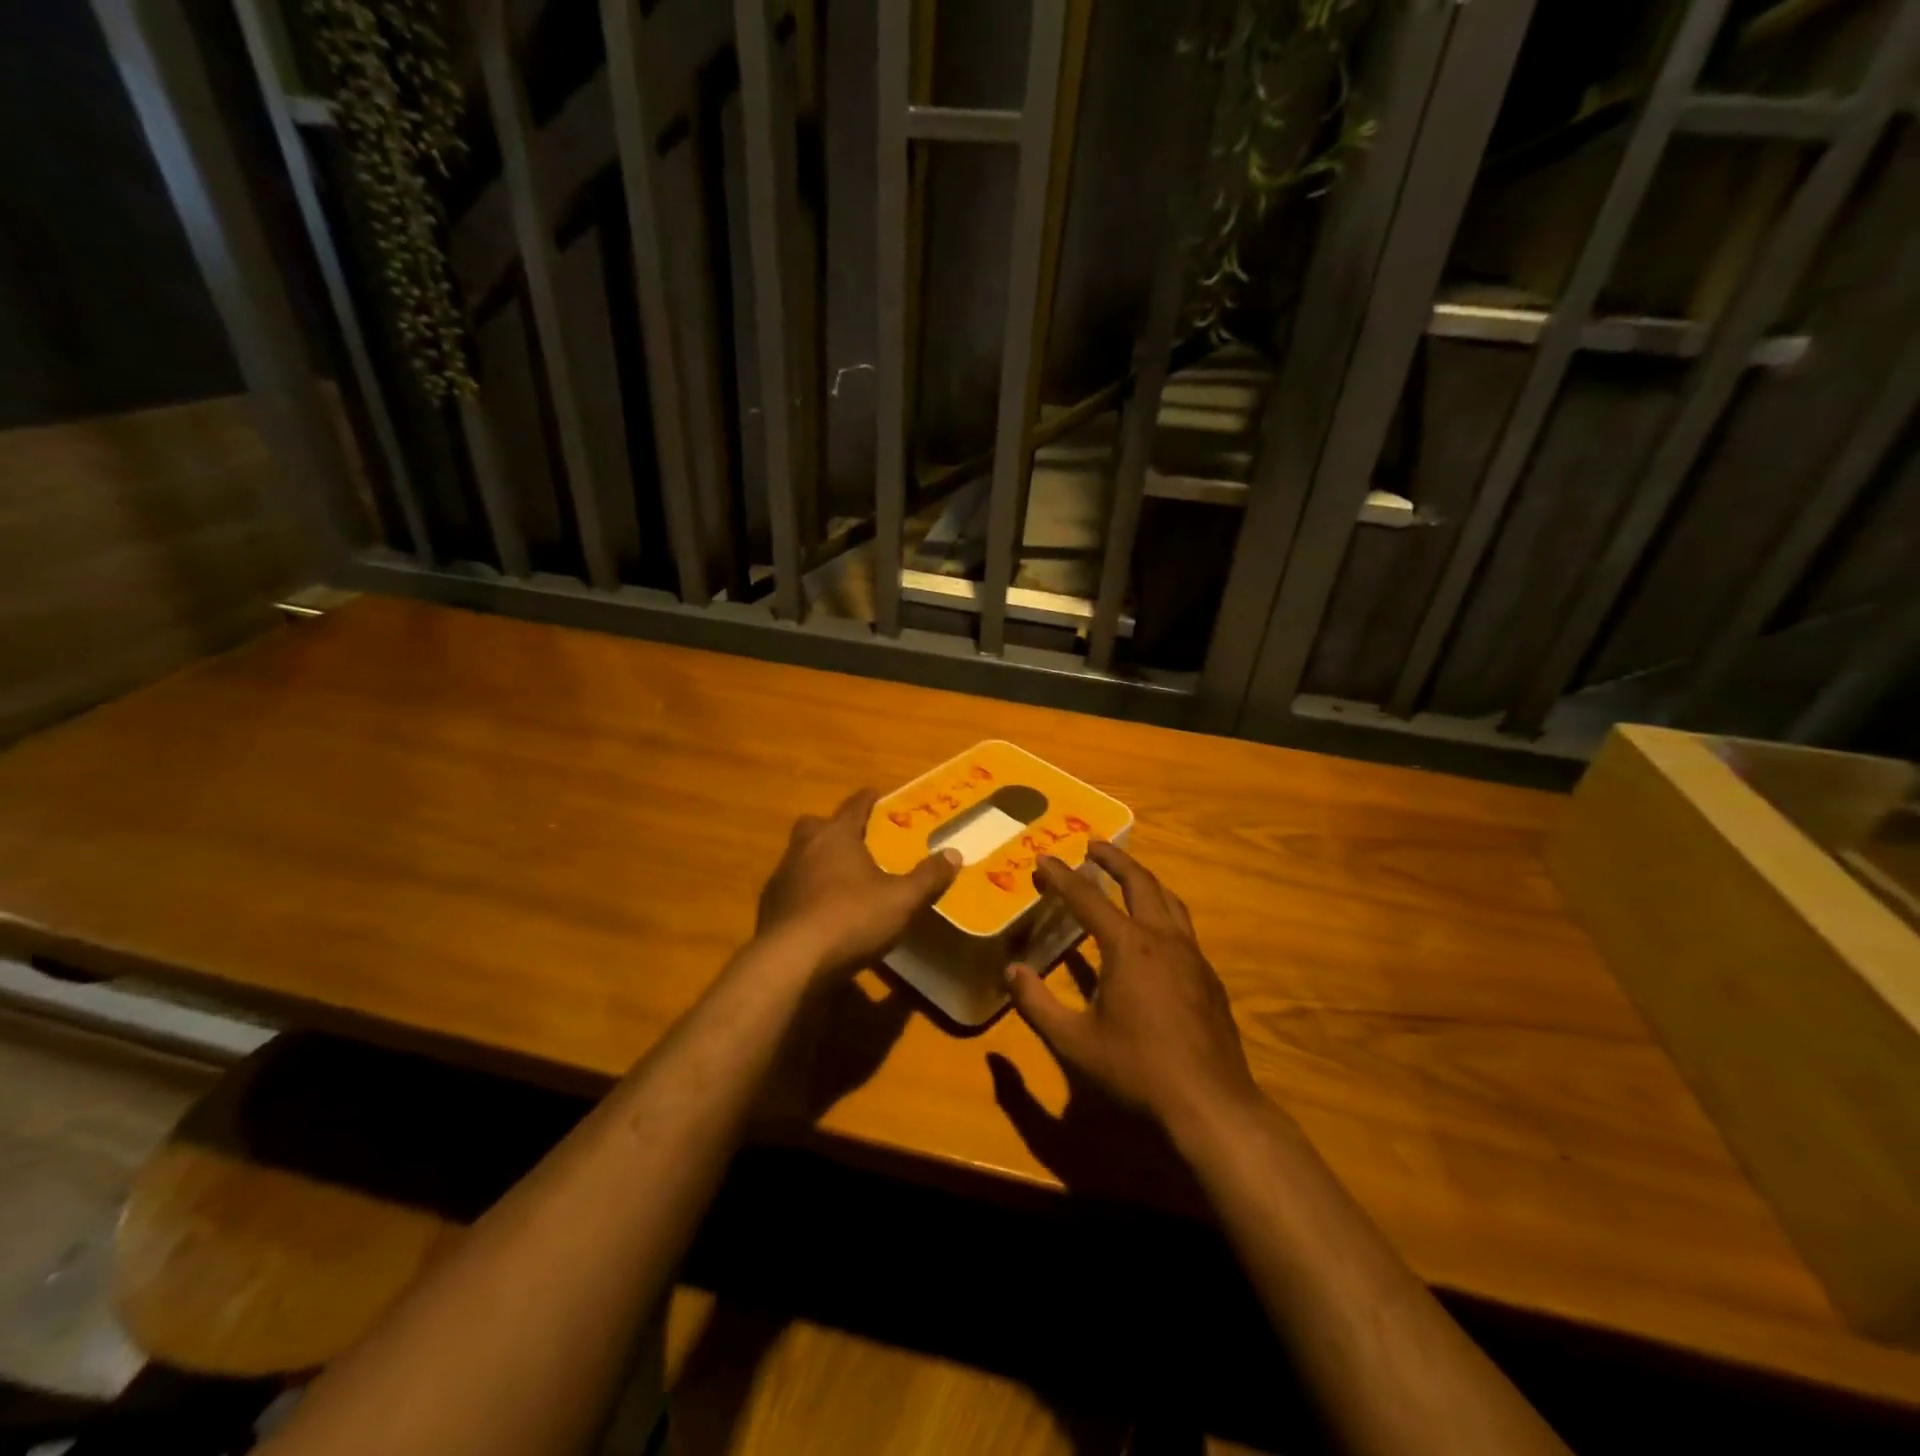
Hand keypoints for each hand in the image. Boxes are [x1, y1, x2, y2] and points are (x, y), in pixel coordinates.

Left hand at [756, 788, 960, 979]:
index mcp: (836, 836)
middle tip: (852, 839)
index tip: (874, 793)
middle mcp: (804, 848)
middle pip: (816, 825)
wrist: (791, 961)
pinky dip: (805, 892)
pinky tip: (819, 911)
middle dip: (833, 827)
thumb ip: (928, 877)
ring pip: (799, 856)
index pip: (853, 807)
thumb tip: (954, 853)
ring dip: (817, 861)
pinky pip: (790, 888)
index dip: (866, 800)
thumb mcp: (901, 900)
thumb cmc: (851, 918)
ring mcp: (782, 877)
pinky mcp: (769, 907)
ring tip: (839, 878)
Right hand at [1005, 843, 1262, 1137]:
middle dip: (1114, 860)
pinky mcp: (1209, 977)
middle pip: (1140, 882)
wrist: (1211, 1105)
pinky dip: (1162, 911)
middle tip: (1092, 845)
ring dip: (1144, 880)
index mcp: (1129, 946)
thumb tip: (1011, 971)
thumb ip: (1037, 1004)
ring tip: (1126, 875)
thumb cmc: (1137, 1070)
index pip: (1087, 898)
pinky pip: (1183, 927)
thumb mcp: (1074, 1042)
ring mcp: (1193, 956)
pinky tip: (1154, 932)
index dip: (1062, 877)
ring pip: (1169, 900)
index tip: (1043, 858)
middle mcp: (1163, 939)